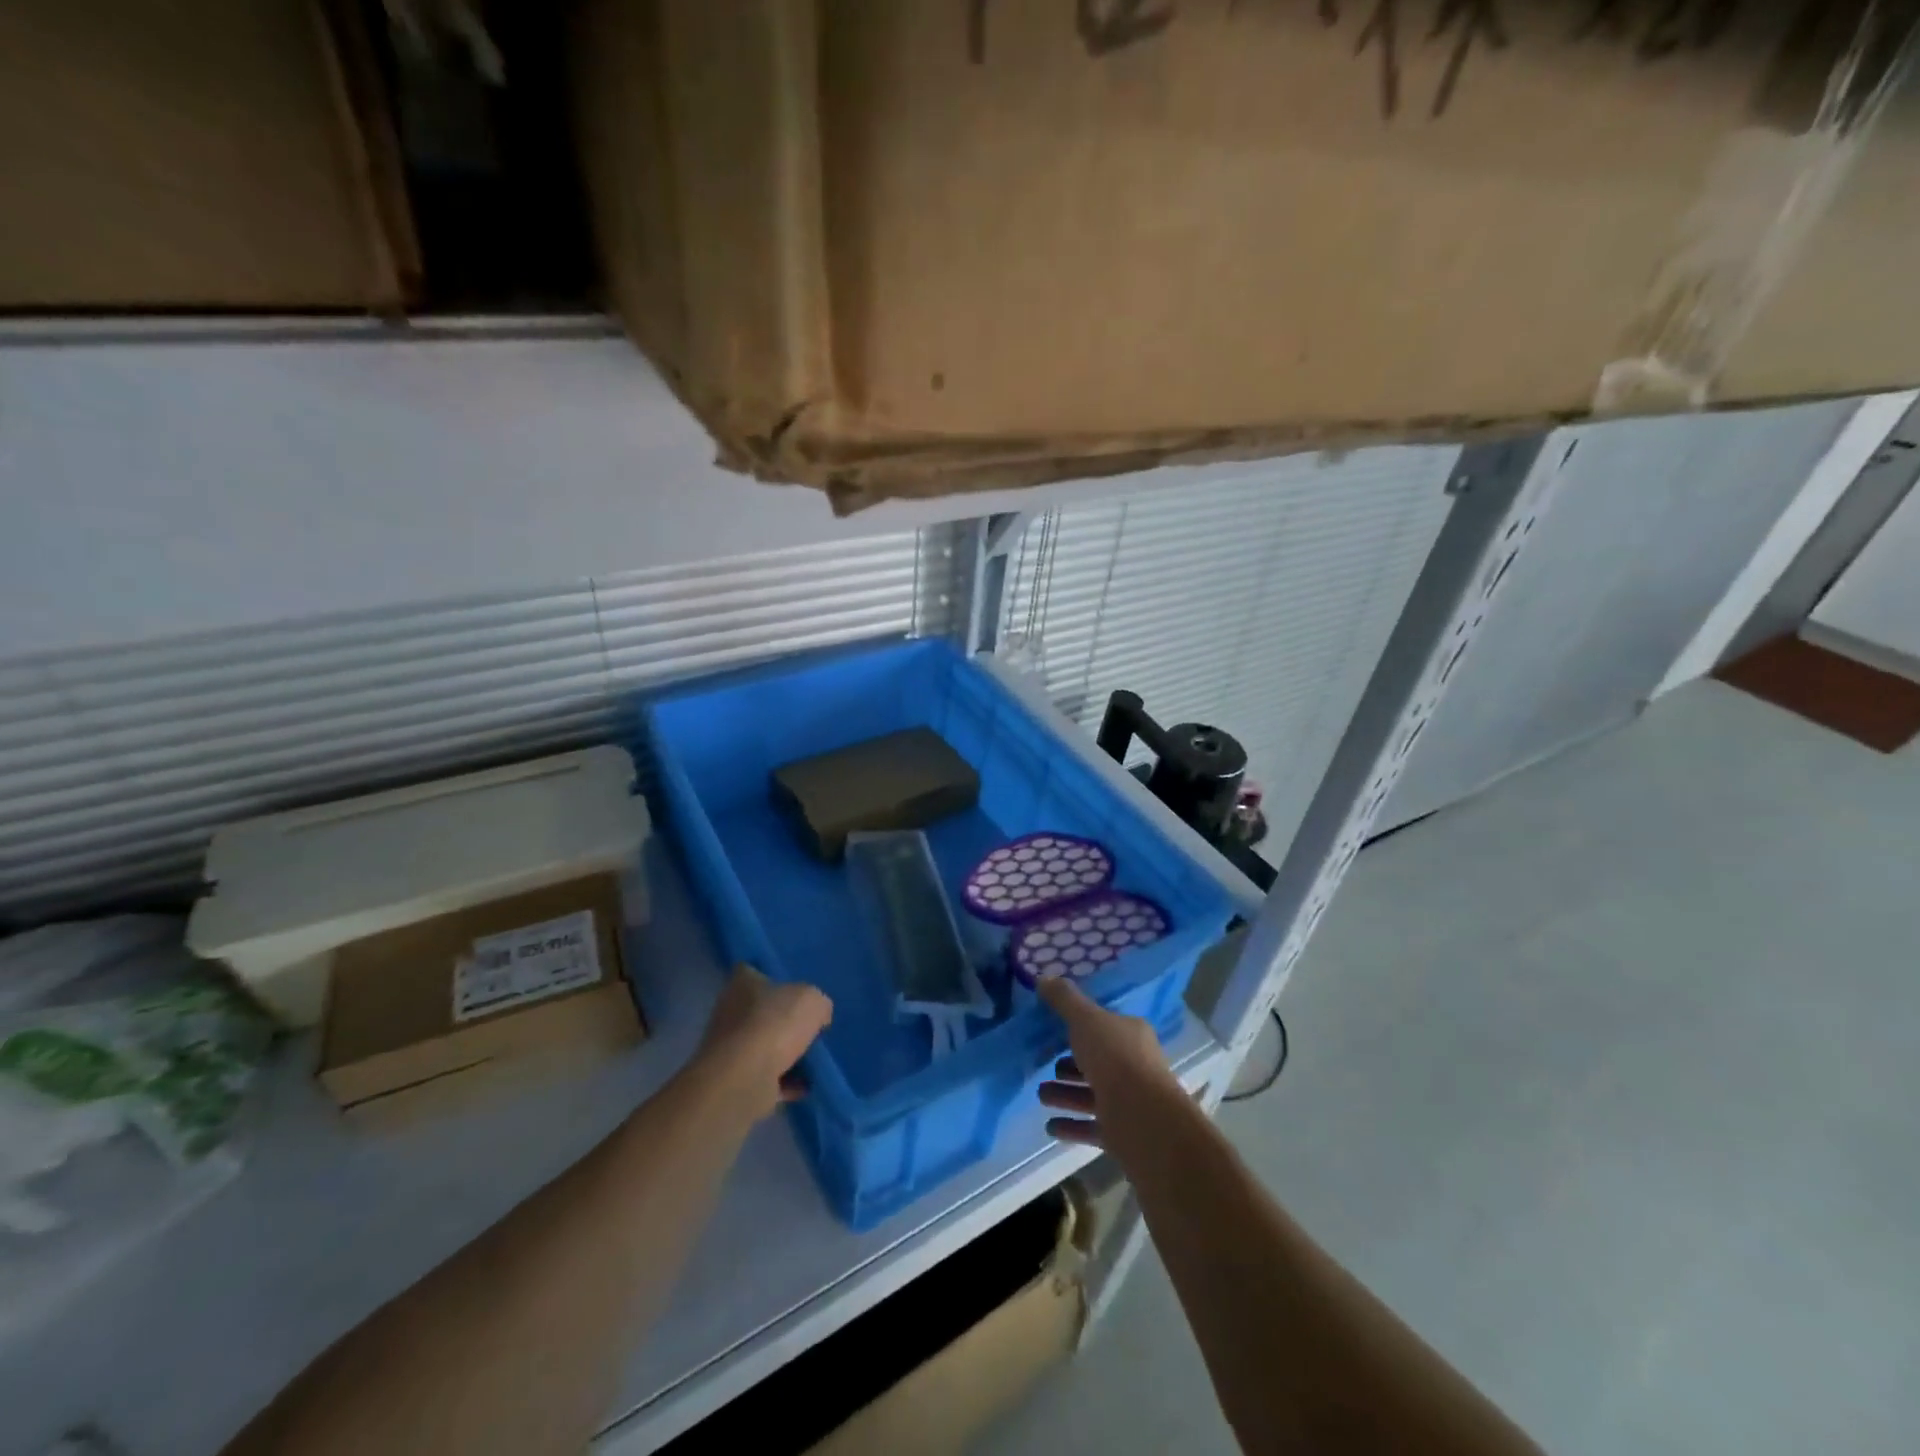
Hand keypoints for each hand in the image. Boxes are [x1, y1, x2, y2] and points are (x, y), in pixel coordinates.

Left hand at [696, 964, 832, 1119]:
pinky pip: (766, 1078)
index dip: (771, 977)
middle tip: (810, 1026)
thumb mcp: (813, 1001)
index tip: (793, 987)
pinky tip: (806, 1086)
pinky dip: (784, 1083)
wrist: (744, 1079)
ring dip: (784, 1054)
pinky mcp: (734, 1081)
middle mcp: (730, 1013)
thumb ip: (818, 1003)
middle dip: (782, 1020)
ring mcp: (729, 1049)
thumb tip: (818, 1016)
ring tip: (814, 1059)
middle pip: (760, 1011)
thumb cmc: (775, 1025)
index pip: (751, 971)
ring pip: (763, 1046)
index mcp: (742, 984)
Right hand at [1037, 978, 1177, 1147]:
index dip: (1080, 1028)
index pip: (1105, 1027)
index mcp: (1131, 1035)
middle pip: (1097, 1063)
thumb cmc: (1115, 1059)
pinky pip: (1091, 1126)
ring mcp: (1129, 1102)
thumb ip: (1064, 1000)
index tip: (1054, 1031)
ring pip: (1091, 1095)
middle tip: (1044, 1065)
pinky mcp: (1122, 1133)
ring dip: (1064, 1094)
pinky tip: (1049, 1126)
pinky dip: (1071, 1125)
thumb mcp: (1085, 1019)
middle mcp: (1134, 1066)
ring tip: (1040, 1095)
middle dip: (1069, 1065)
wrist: (1143, 1119)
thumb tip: (1043, 977)